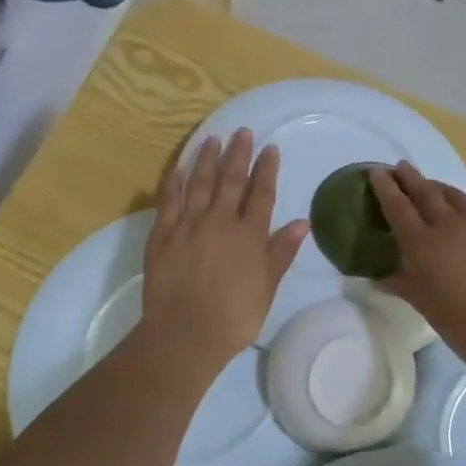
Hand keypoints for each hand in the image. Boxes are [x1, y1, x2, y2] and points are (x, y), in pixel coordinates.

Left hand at [143, 130, 309, 365]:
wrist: (185, 333)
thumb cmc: (234, 316)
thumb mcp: (267, 286)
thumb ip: (282, 251)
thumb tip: (303, 221)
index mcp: (249, 234)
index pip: (260, 193)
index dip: (266, 169)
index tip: (269, 148)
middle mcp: (219, 221)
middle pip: (230, 180)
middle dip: (238, 154)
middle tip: (242, 132)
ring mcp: (188, 225)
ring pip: (199, 183)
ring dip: (206, 159)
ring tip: (211, 139)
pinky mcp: (162, 234)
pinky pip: (169, 201)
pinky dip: (175, 182)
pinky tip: (179, 168)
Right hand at [368, 162, 465, 359]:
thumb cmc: (464, 325)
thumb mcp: (425, 306)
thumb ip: (401, 286)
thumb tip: (377, 279)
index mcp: (423, 245)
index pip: (397, 208)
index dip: (385, 188)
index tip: (375, 171)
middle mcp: (448, 226)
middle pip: (425, 193)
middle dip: (410, 178)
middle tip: (400, 167)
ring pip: (455, 195)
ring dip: (439, 185)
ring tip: (430, 182)